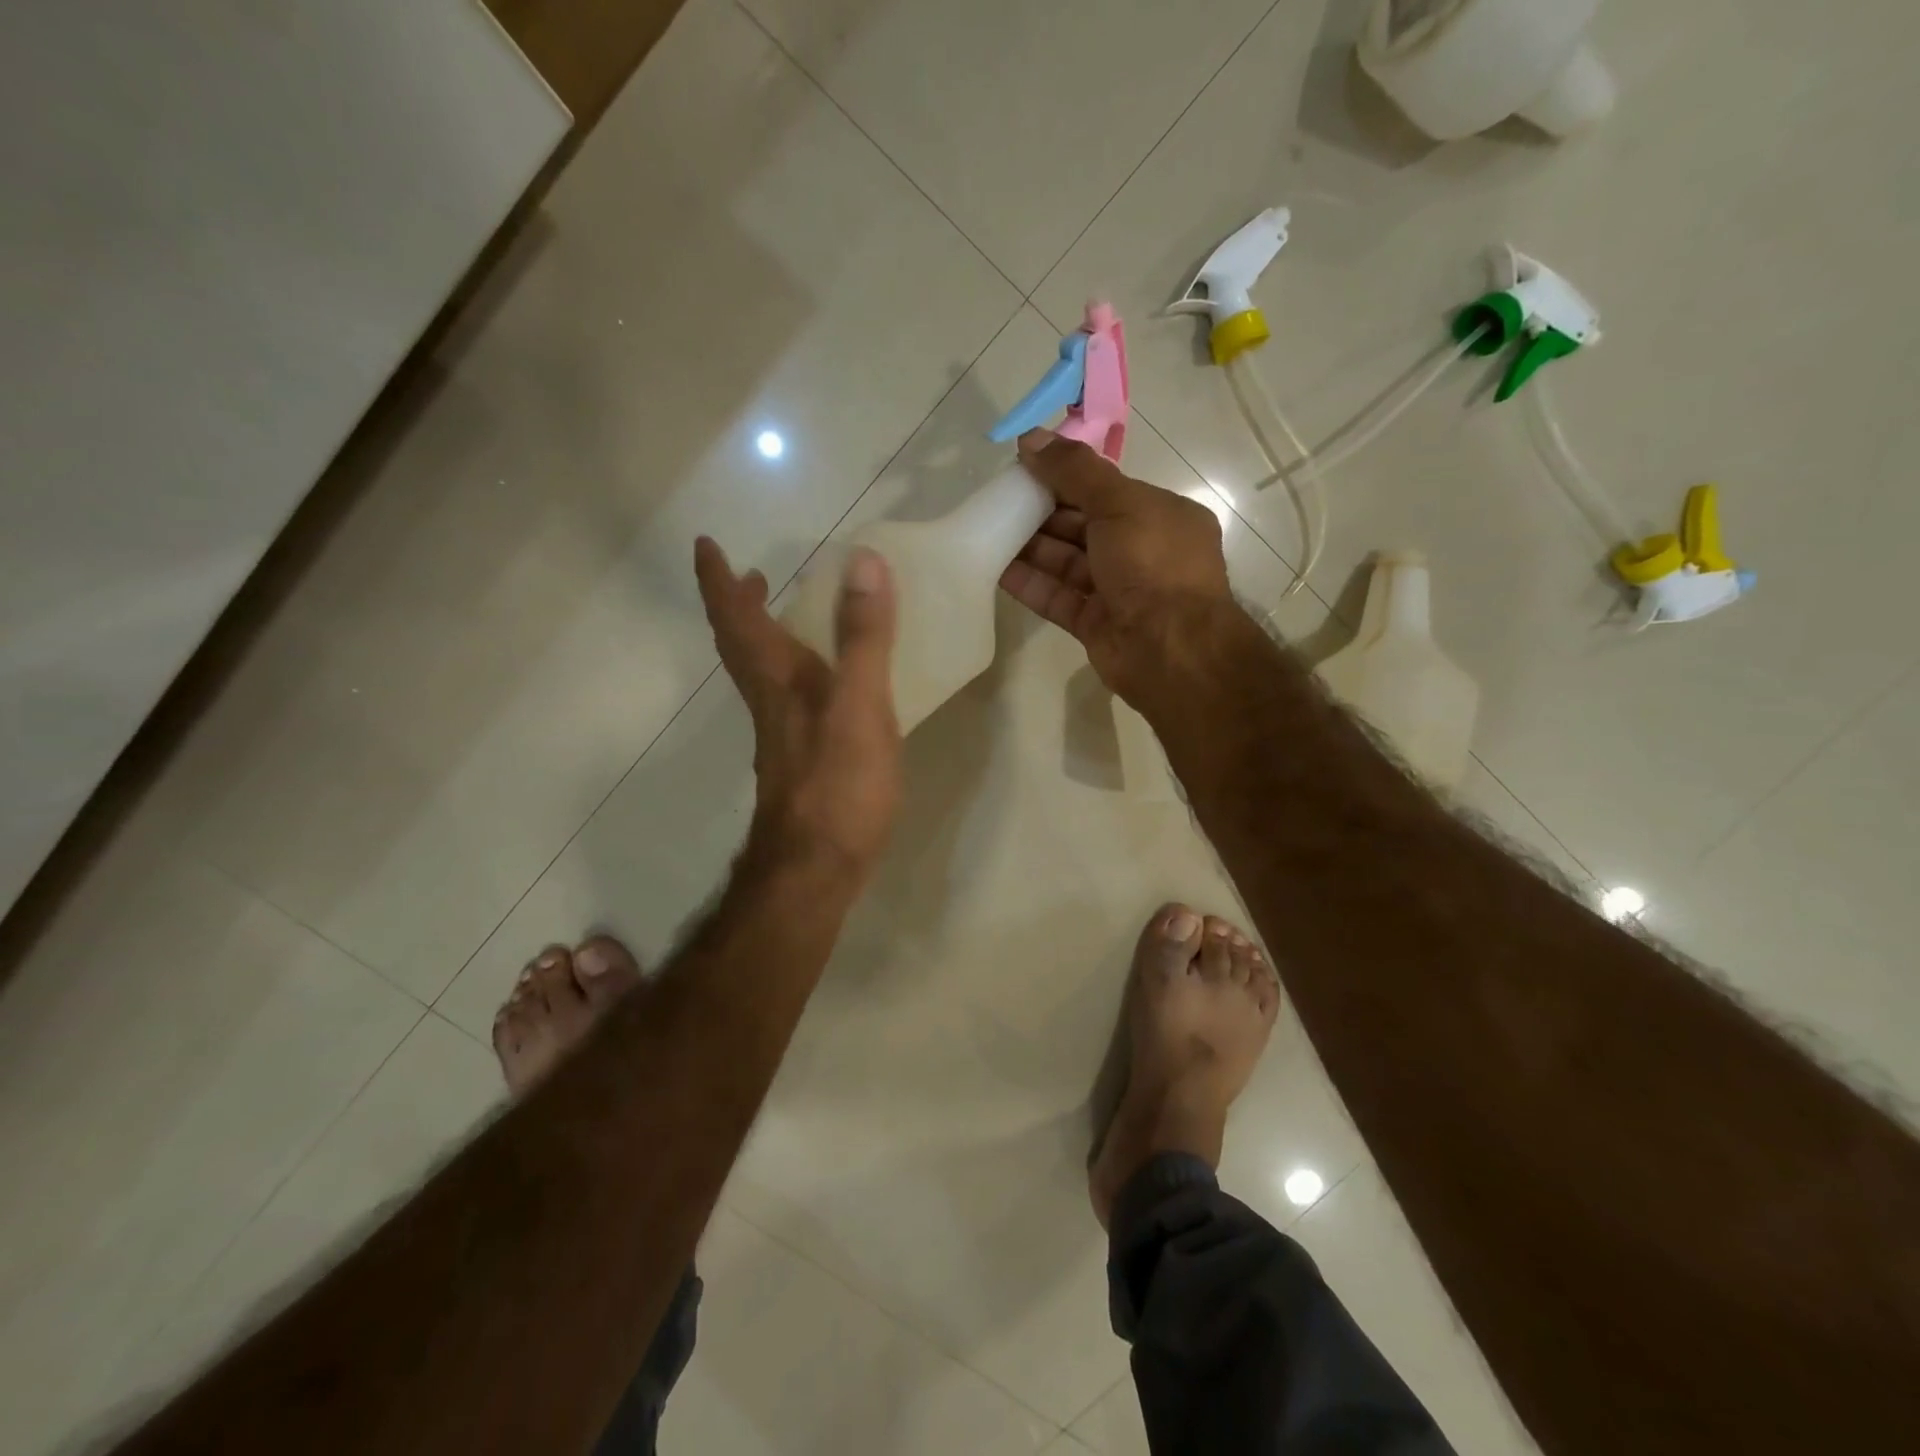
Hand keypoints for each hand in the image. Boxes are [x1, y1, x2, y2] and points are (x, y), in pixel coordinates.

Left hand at [695, 537, 901, 881]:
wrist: (814, 870)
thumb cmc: (838, 786)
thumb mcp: (860, 705)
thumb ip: (863, 637)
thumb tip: (861, 560)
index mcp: (778, 679)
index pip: (737, 618)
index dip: (718, 580)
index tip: (706, 544)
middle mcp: (770, 701)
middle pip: (739, 645)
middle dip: (736, 604)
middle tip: (747, 573)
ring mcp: (781, 735)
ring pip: (758, 673)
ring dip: (759, 635)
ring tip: (780, 613)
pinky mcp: (798, 761)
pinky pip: (783, 698)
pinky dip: (787, 670)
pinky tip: (817, 684)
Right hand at [998, 428, 1233, 702]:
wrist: (1170, 648)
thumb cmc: (1154, 563)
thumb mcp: (1119, 503)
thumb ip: (1074, 471)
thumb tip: (1031, 437)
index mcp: (1159, 516)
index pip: (1105, 489)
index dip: (1065, 476)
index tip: (1024, 466)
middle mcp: (1140, 551)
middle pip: (1082, 525)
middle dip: (1042, 512)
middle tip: (999, 499)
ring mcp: (1117, 590)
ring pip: (1067, 562)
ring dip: (1030, 547)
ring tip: (988, 529)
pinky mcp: (1094, 623)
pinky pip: (1057, 597)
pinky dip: (1030, 583)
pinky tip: (996, 569)